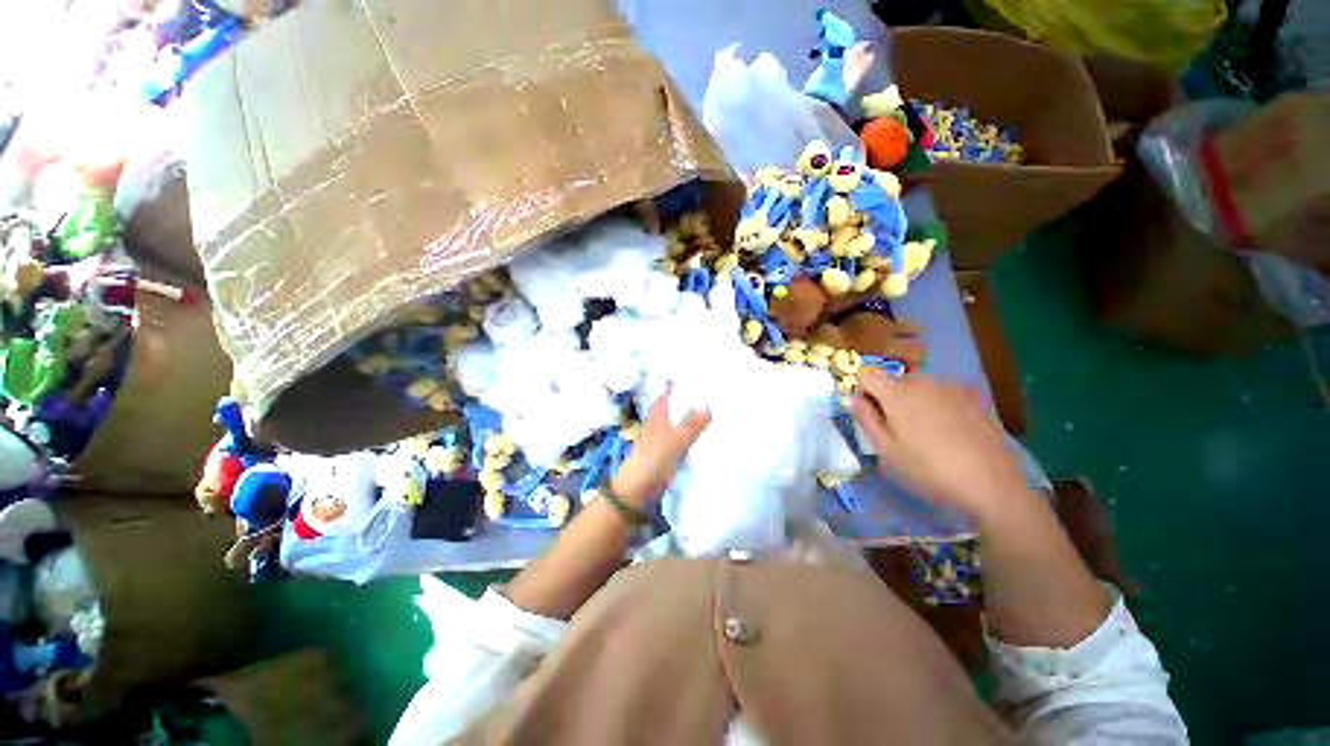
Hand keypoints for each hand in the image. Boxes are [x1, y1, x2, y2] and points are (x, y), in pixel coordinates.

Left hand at [611, 390, 709, 507]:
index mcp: (658, 412)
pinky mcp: (667, 451)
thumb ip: (693, 424)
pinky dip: (693, 434)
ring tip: (717, 410)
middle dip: (692, 401)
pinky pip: (683, 438)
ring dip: (694, 418)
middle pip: (677, 407)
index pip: (671, 392)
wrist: (639, 489)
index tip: (701, 377)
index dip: (682, 385)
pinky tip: (707, 434)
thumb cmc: (654, 458)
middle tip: (715, 393)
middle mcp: (659, 420)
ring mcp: (663, 436)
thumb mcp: (677, 439)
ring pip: (681, 422)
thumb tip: (708, 406)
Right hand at [850, 370, 1025, 524]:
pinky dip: (936, 405)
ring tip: (924, 432)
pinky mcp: (973, 398)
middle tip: (895, 429)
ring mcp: (951, 388)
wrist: (991, 484)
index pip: (867, 376)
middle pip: (894, 380)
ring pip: (919, 386)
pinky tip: (948, 431)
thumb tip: (851, 398)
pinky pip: (942, 394)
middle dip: (888, 398)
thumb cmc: (928, 470)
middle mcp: (923, 382)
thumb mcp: (886, 450)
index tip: (868, 414)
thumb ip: (866, 419)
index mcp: (897, 393)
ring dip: (913, 401)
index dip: (862, 391)